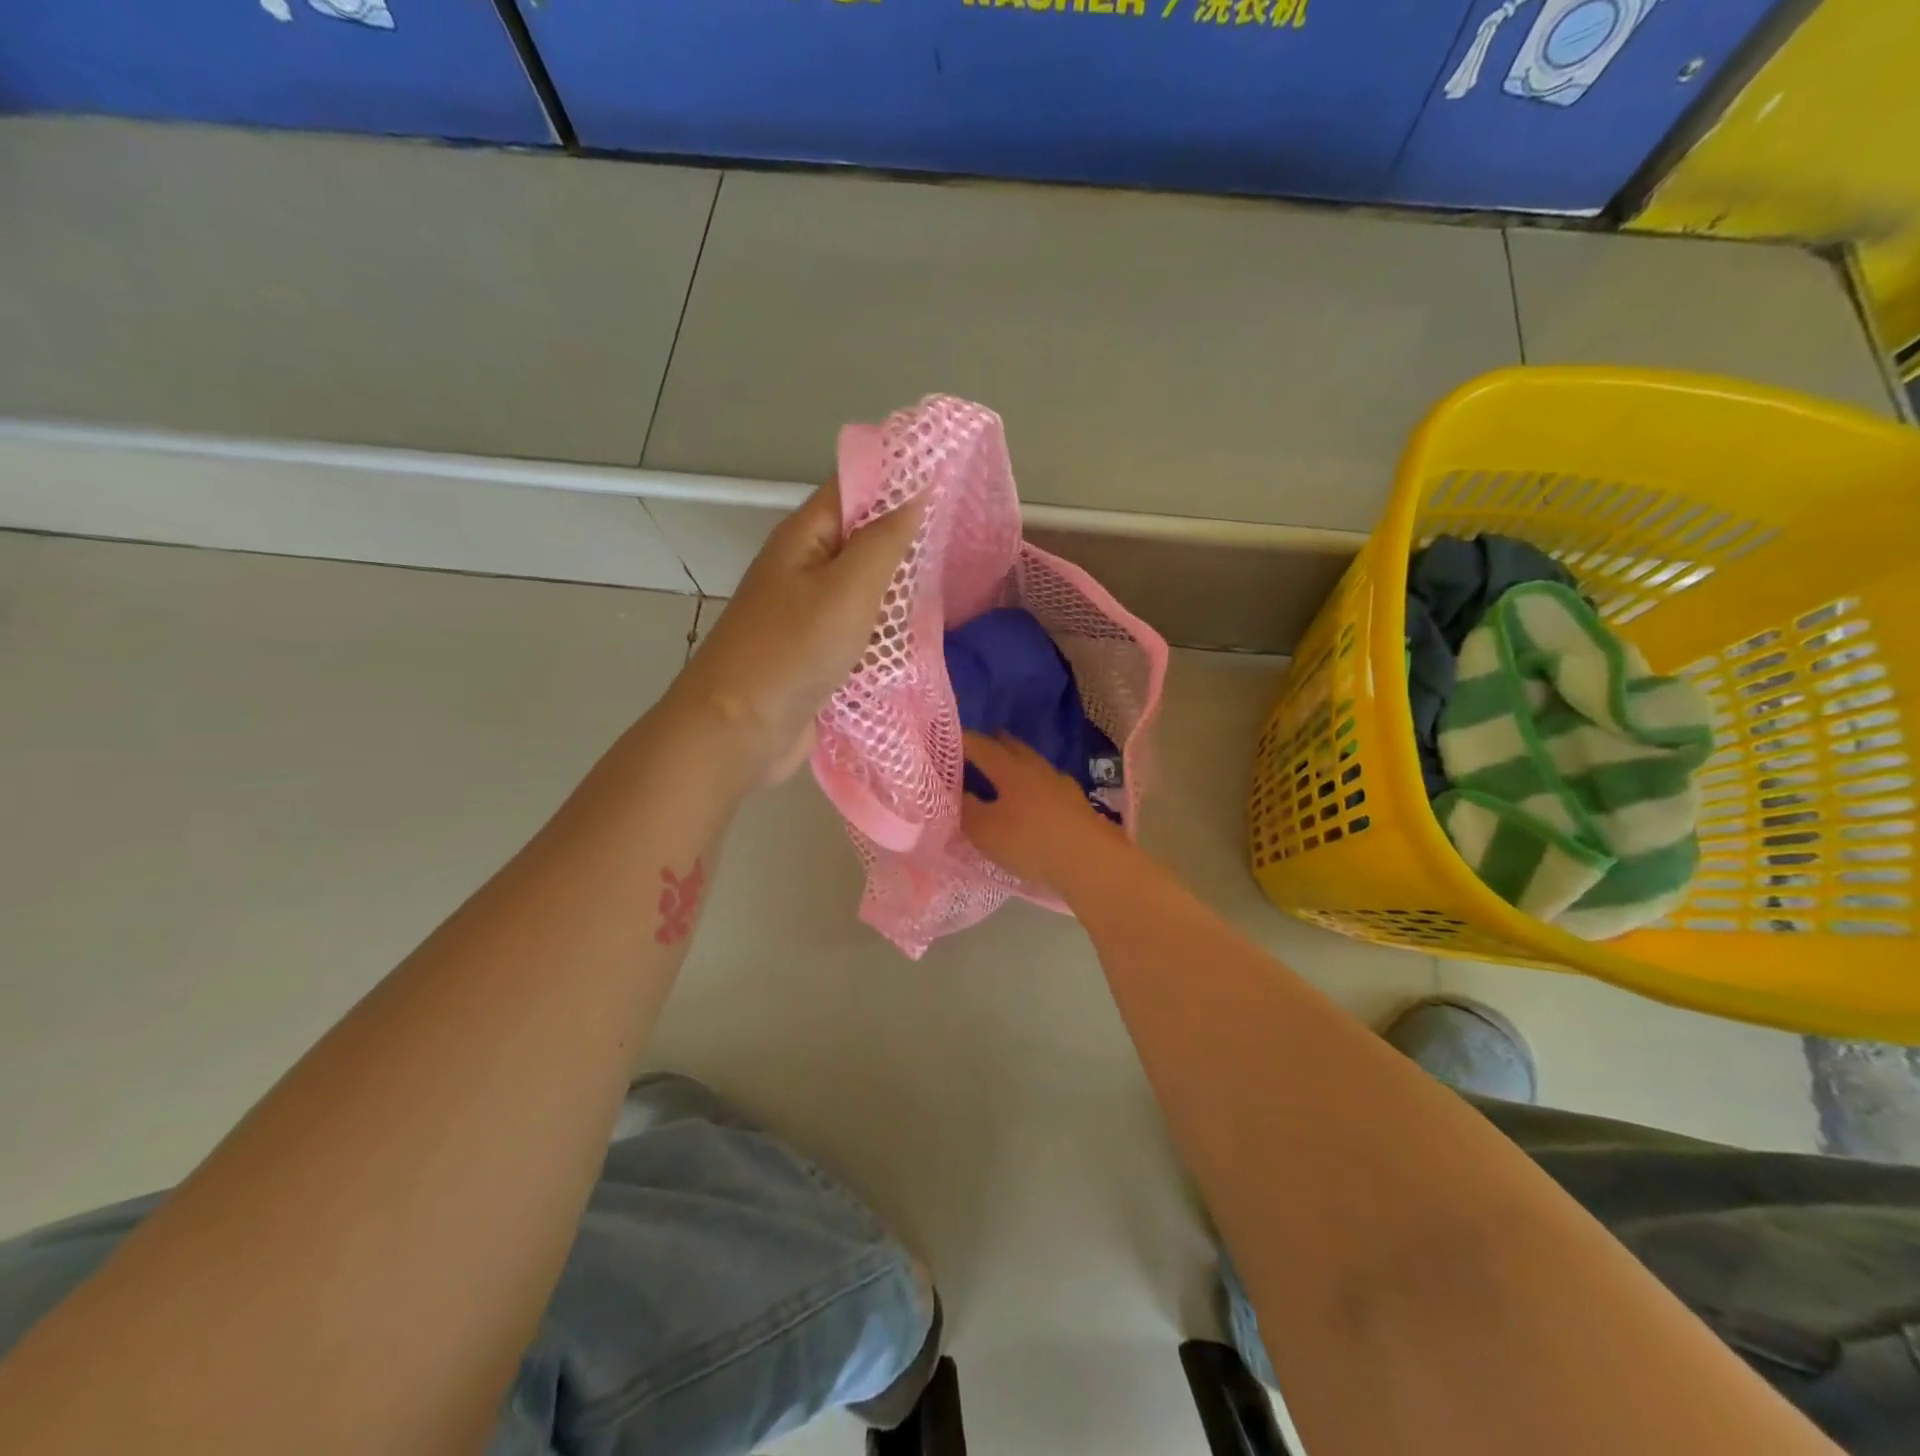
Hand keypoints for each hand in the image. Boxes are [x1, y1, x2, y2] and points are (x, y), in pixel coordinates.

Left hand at [665, 479, 921, 786]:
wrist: (738, 730)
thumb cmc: (793, 649)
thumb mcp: (848, 588)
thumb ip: (884, 541)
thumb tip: (916, 493)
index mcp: (803, 537)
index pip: (853, 488)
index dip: (897, 479)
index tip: (950, 480)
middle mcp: (802, 568)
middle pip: (860, 540)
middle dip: (905, 540)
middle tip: (961, 539)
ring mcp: (806, 614)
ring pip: (862, 589)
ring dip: (897, 591)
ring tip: (951, 584)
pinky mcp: (814, 654)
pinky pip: (857, 630)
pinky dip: (883, 631)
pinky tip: (918, 636)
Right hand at [960, 731, 1128, 895]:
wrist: (1090, 861)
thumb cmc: (1030, 841)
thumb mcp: (984, 830)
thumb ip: (966, 808)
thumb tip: (956, 792)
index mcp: (1010, 768)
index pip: (981, 745)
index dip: (962, 741)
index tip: (946, 741)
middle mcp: (1037, 768)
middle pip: (1012, 747)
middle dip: (993, 745)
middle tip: (975, 750)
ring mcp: (1061, 784)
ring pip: (1033, 765)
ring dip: (1016, 765)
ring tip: (1003, 775)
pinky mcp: (1077, 804)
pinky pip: (1048, 786)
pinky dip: (1034, 787)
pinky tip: (1033, 801)